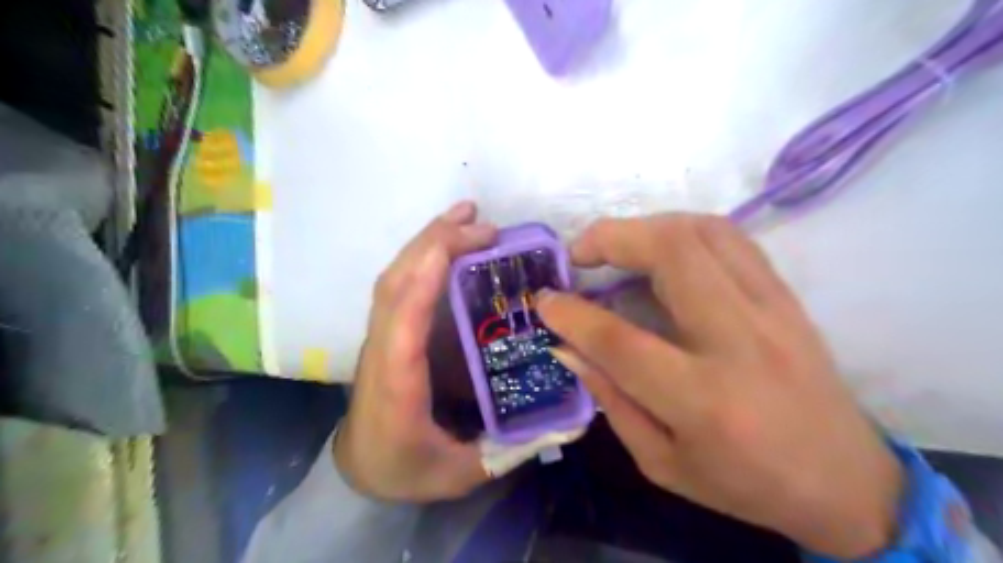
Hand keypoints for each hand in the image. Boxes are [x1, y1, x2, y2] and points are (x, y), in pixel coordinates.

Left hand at [333, 202, 495, 500]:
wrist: (359, 467)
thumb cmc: (404, 469)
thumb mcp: (459, 473)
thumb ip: (510, 450)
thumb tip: (566, 425)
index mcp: (397, 383)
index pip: (404, 317)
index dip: (430, 272)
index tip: (473, 242)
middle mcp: (381, 349)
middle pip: (397, 282)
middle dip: (436, 242)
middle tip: (482, 221)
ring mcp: (380, 335)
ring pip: (395, 276)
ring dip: (427, 240)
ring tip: (466, 215)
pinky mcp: (389, 330)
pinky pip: (400, 284)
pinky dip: (422, 255)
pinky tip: (447, 243)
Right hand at [538, 214, 906, 559]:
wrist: (846, 480)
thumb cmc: (745, 484)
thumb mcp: (661, 462)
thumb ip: (610, 398)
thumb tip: (567, 345)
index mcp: (703, 401)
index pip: (620, 340)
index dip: (572, 313)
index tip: (544, 299)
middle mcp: (739, 342)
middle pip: (672, 253)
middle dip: (610, 238)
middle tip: (578, 254)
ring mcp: (771, 309)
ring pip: (703, 232)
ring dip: (646, 226)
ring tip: (615, 246)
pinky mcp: (786, 296)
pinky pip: (731, 238)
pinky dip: (683, 229)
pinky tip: (661, 247)